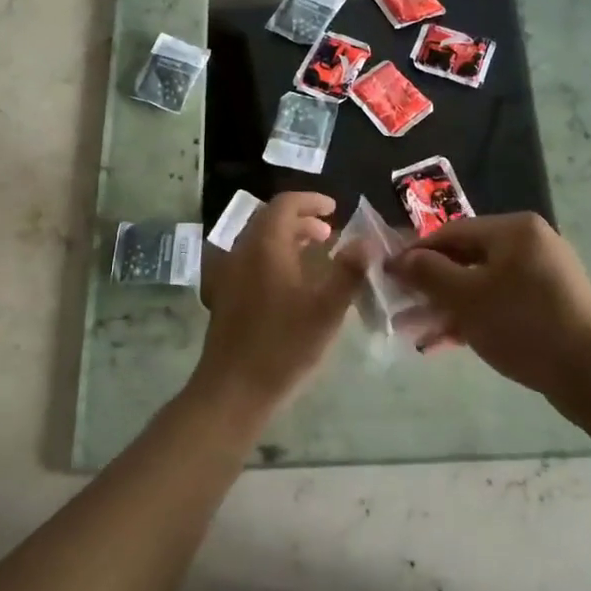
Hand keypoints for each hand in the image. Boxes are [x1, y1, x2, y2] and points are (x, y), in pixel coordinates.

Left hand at [191, 192, 369, 414]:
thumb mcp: (326, 309)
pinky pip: (249, 261)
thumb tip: (367, 243)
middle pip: (269, 220)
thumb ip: (348, 272)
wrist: (233, 389)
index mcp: (265, 247)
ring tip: (314, 255)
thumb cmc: (283, 346)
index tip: (334, 209)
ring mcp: (228, 274)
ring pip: (258, 241)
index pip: (284, 204)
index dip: (311, 201)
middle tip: (329, 233)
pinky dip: (272, 258)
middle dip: (300, 220)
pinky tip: (289, 284)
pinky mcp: (223, 296)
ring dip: (286, 239)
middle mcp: (241, 252)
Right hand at [387, 213, 590, 408]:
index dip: (416, 253)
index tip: (388, 275)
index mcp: (514, 230)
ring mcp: (543, 274)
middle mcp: (531, 243)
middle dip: (430, 285)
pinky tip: (445, 341)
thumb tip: (399, 259)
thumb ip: (429, 273)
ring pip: (481, 284)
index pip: (451, 232)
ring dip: (447, 306)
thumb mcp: (466, 298)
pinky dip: (473, 316)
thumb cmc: (522, 325)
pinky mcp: (549, 304)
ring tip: (415, 330)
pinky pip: (500, 302)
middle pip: (466, 258)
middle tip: (400, 307)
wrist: (590, 374)